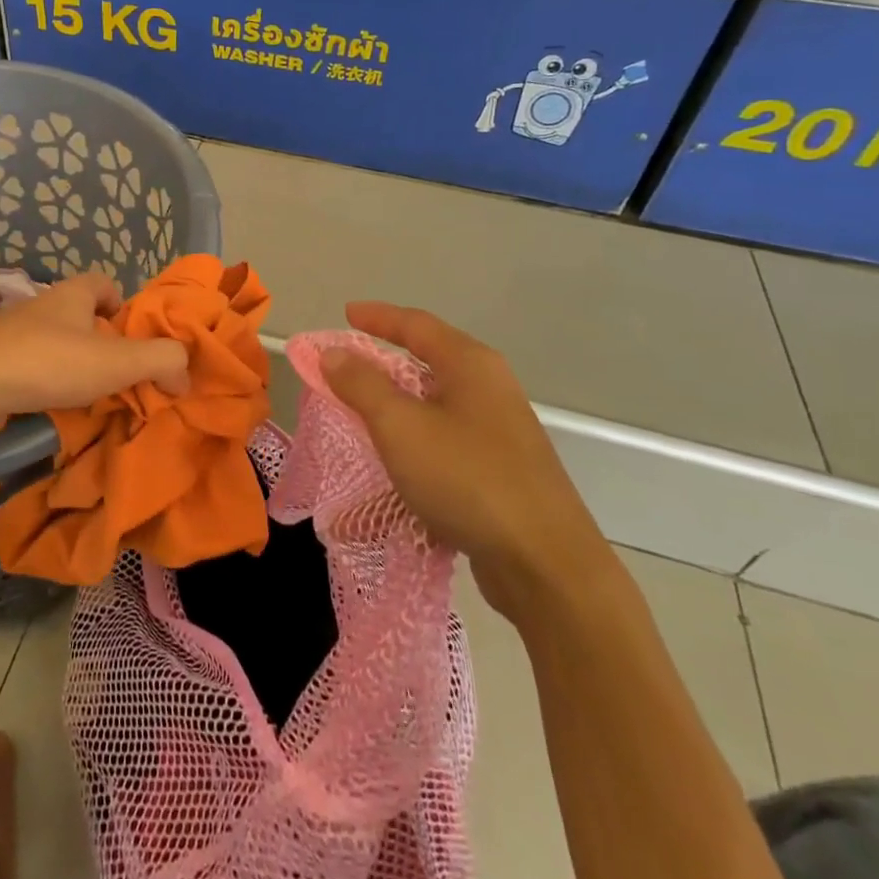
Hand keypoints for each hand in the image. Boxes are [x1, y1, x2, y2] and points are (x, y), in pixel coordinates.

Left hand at [0, 273, 188, 443]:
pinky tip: (53, 410)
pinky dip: (46, 385)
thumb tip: (185, 372)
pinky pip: (30, 369)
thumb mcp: (118, 361)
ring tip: (91, 399)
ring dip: (74, 367)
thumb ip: (162, 360)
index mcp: (71, 294)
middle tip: (120, 375)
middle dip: (102, 343)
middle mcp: (41, 306)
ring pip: (55, 345)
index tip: (133, 337)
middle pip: (80, 316)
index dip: (123, 304)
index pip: (103, 282)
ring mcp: (11, 334)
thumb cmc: (49, 363)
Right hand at [321, 302, 614, 623]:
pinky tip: (398, 459)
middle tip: (347, 365)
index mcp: (471, 365)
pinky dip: (415, 435)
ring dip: (398, 401)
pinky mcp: (503, 468)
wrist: (545, 564)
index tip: (345, 314)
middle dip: (385, 359)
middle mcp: (491, 388)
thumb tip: (334, 352)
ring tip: (364, 410)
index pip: (416, 324)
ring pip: (437, 401)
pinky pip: (447, 436)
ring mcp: (501, 430)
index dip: (378, 317)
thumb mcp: (400, 426)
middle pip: (430, 358)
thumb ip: (362, 385)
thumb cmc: (467, 479)